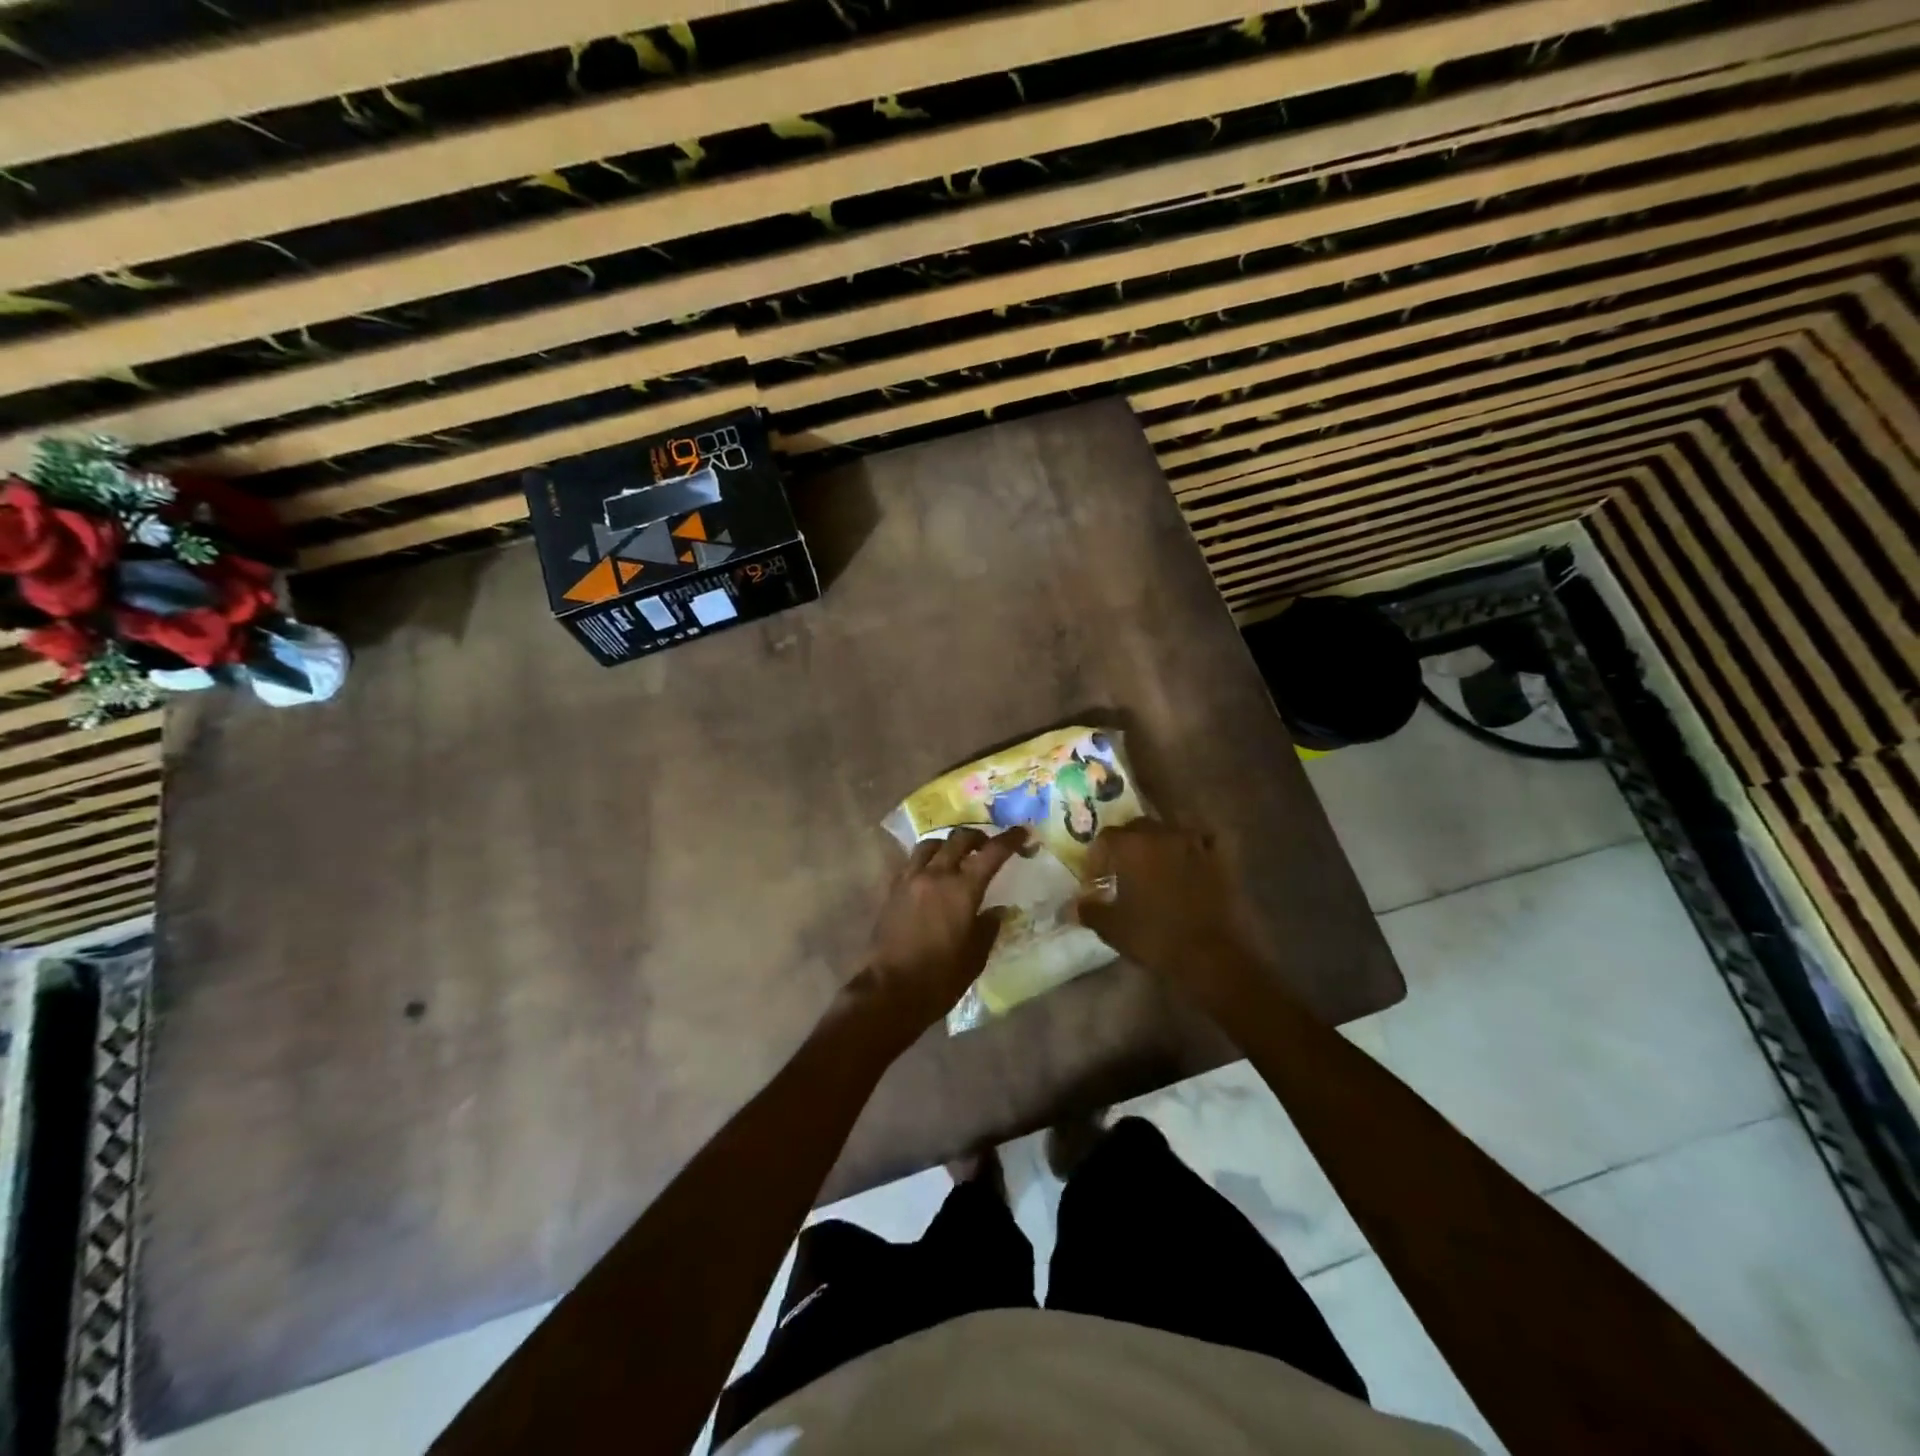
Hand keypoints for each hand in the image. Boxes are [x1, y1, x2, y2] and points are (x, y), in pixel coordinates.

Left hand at [843, 826, 1027, 1046]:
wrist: (889, 991)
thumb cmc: (940, 978)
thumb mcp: (975, 956)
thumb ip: (988, 927)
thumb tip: (997, 910)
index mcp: (962, 889)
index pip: (991, 853)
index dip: (1009, 840)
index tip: (1022, 832)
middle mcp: (935, 875)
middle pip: (958, 839)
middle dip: (978, 837)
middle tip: (988, 845)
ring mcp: (910, 880)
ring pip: (931, 845)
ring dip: (948, 844)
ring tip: (956, 855)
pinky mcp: (892, 890)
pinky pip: (912, 862)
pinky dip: (927, 860)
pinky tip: (931, 874)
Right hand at [1072, 819, 1269, 1012]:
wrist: (1210, 954)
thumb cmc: (1154, 937)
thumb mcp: (1112, 927)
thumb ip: (1089, 910)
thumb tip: (1071, 906)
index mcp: (1131, 846)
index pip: (1106, 838)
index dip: (1098, 857)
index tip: (1096, 879)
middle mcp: (1162, 834)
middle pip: (1137, 827)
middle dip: (1126, 844)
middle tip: (1121, 869)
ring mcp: (1194, 842)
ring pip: (1169, 830)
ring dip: (1158, 843)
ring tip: (1154, 865)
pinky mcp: (1220, 857)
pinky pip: (1202, 840)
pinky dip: (1193, 846)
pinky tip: (1189, 860)